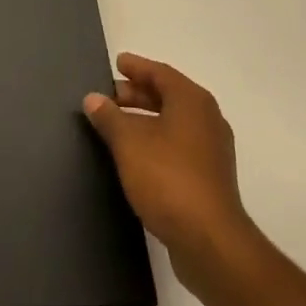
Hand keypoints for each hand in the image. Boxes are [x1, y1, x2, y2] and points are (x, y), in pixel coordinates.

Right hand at [84, 53, 252, 284]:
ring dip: (145, 120)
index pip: (160, 73)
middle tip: (109, 96)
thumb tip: (93, 98)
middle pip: (168, 96)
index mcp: (192, 101)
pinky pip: (178, 145)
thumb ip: (109, 117)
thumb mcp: (129, 143)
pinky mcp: (210, 178)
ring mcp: (212, 150)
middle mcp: (207, 119)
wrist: (210, 242)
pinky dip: (156, 141)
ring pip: (173, 122)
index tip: (117, 63)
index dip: (137, 67)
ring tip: (116, 125)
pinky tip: (136, 155)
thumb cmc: (168, 179)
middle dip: (137, 94)